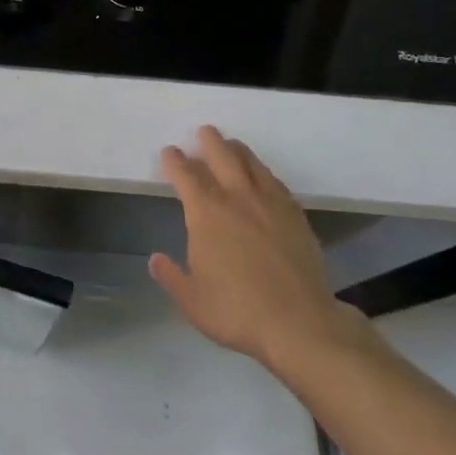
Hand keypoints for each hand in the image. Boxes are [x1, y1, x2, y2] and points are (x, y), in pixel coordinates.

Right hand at [151, 126, 365, 368]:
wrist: (299, 322)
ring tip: (231, 145)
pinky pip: (275, 181)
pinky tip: (262, 177)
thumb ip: (171, 276)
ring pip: (251, 163)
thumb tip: (156, 259)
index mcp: (206, 213)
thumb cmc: (237, 310)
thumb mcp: (192, 300)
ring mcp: (269, 203)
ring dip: (237, 150)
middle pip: (221, 155)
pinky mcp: (295, 214)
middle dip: (209, 141)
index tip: (169, 153)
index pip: (185, 174)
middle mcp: (237, 197)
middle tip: (203, 132)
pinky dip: (263, 172)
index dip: (174, 160)